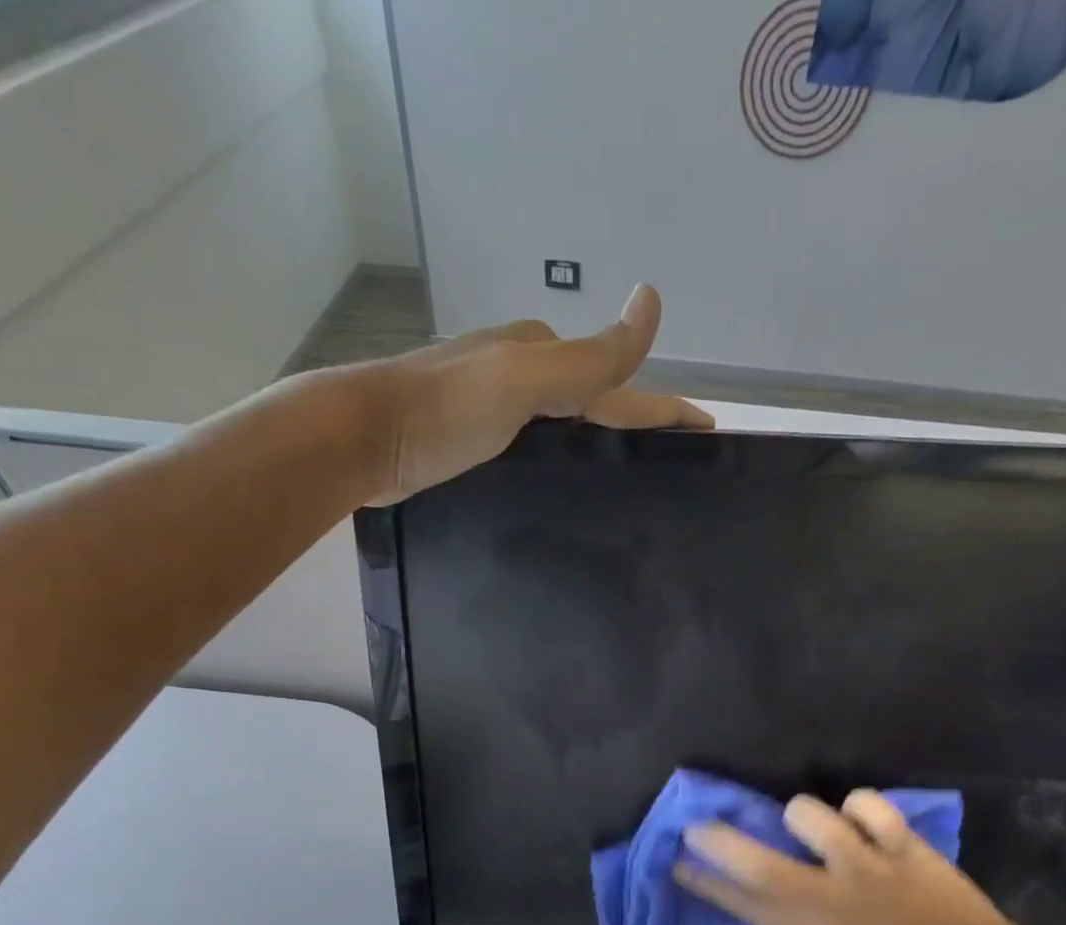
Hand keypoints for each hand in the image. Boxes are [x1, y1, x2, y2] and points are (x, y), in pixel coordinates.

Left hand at [359, 283, 713, 505]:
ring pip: (566, 425)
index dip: (665, 406)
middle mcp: (521, 376)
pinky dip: (564, 458)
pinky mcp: (473, 441)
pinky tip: (567, 481)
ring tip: (632, 476)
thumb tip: (651, 302)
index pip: (620, 382)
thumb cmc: (442, 411)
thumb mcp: (522, 380)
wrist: (358, 440)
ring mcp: (495, 407)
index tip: (707, 429)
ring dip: (602, 442)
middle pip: (596, 402)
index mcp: (540, 357)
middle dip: (639, 424)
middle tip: (675, 458)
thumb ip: (587, 358)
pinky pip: (537, 446)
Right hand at [675, 790, 1058, 924]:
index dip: (705, 884)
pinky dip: (860, 808)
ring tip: (814, 828)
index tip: (676, 863)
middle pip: (758, 862)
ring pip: (810, 814)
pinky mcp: (903, 843)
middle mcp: (831, 894)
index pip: (745, 905)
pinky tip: (865, 823)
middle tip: (697, 825)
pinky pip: (868, 805)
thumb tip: (782, 900)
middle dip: (719, 841)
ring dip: (801, 817)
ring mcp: (868, 864)